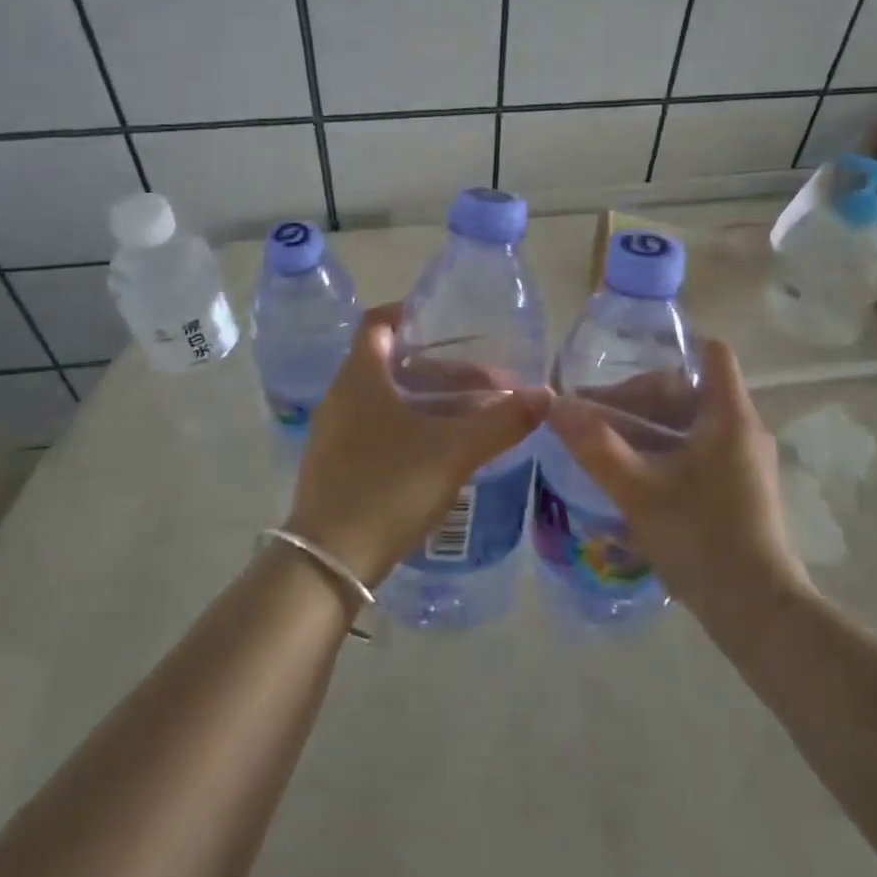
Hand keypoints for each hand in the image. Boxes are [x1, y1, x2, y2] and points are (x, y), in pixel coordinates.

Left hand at [286, 303, 547, 586]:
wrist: (330, 563)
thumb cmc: (389, 487)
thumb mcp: (454, 452)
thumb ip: (502, 421)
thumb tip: (546, 395)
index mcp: (360, 377)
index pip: (378, 322)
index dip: (411, 313)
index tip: (450, 323)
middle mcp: (341, 396)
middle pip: (390, 363)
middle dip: (438, 368)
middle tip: (482, 382)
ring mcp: (333, 432)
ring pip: (385, 398)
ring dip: (425, 400)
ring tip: (470, 415)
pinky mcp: (335, 464)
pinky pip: (375, 427)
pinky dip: (408, 426)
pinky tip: (439, 450)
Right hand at [545, 338, 811, 619]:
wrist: (756, 610)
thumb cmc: (699, 536)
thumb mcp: (637, 489)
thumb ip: (595, 445)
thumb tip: (554, 405)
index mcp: (728, 415)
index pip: (711, 353)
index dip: (671, 349)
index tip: (627, 368)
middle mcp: (744, 431)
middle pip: (690, 391)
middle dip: (640, 400)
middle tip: (597, 420)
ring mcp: (745, 463)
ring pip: (691, 426)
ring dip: (649, 431)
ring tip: (606, 450)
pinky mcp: (742, 492)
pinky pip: (699, 454)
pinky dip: (666, 456)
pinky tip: (632, 482)